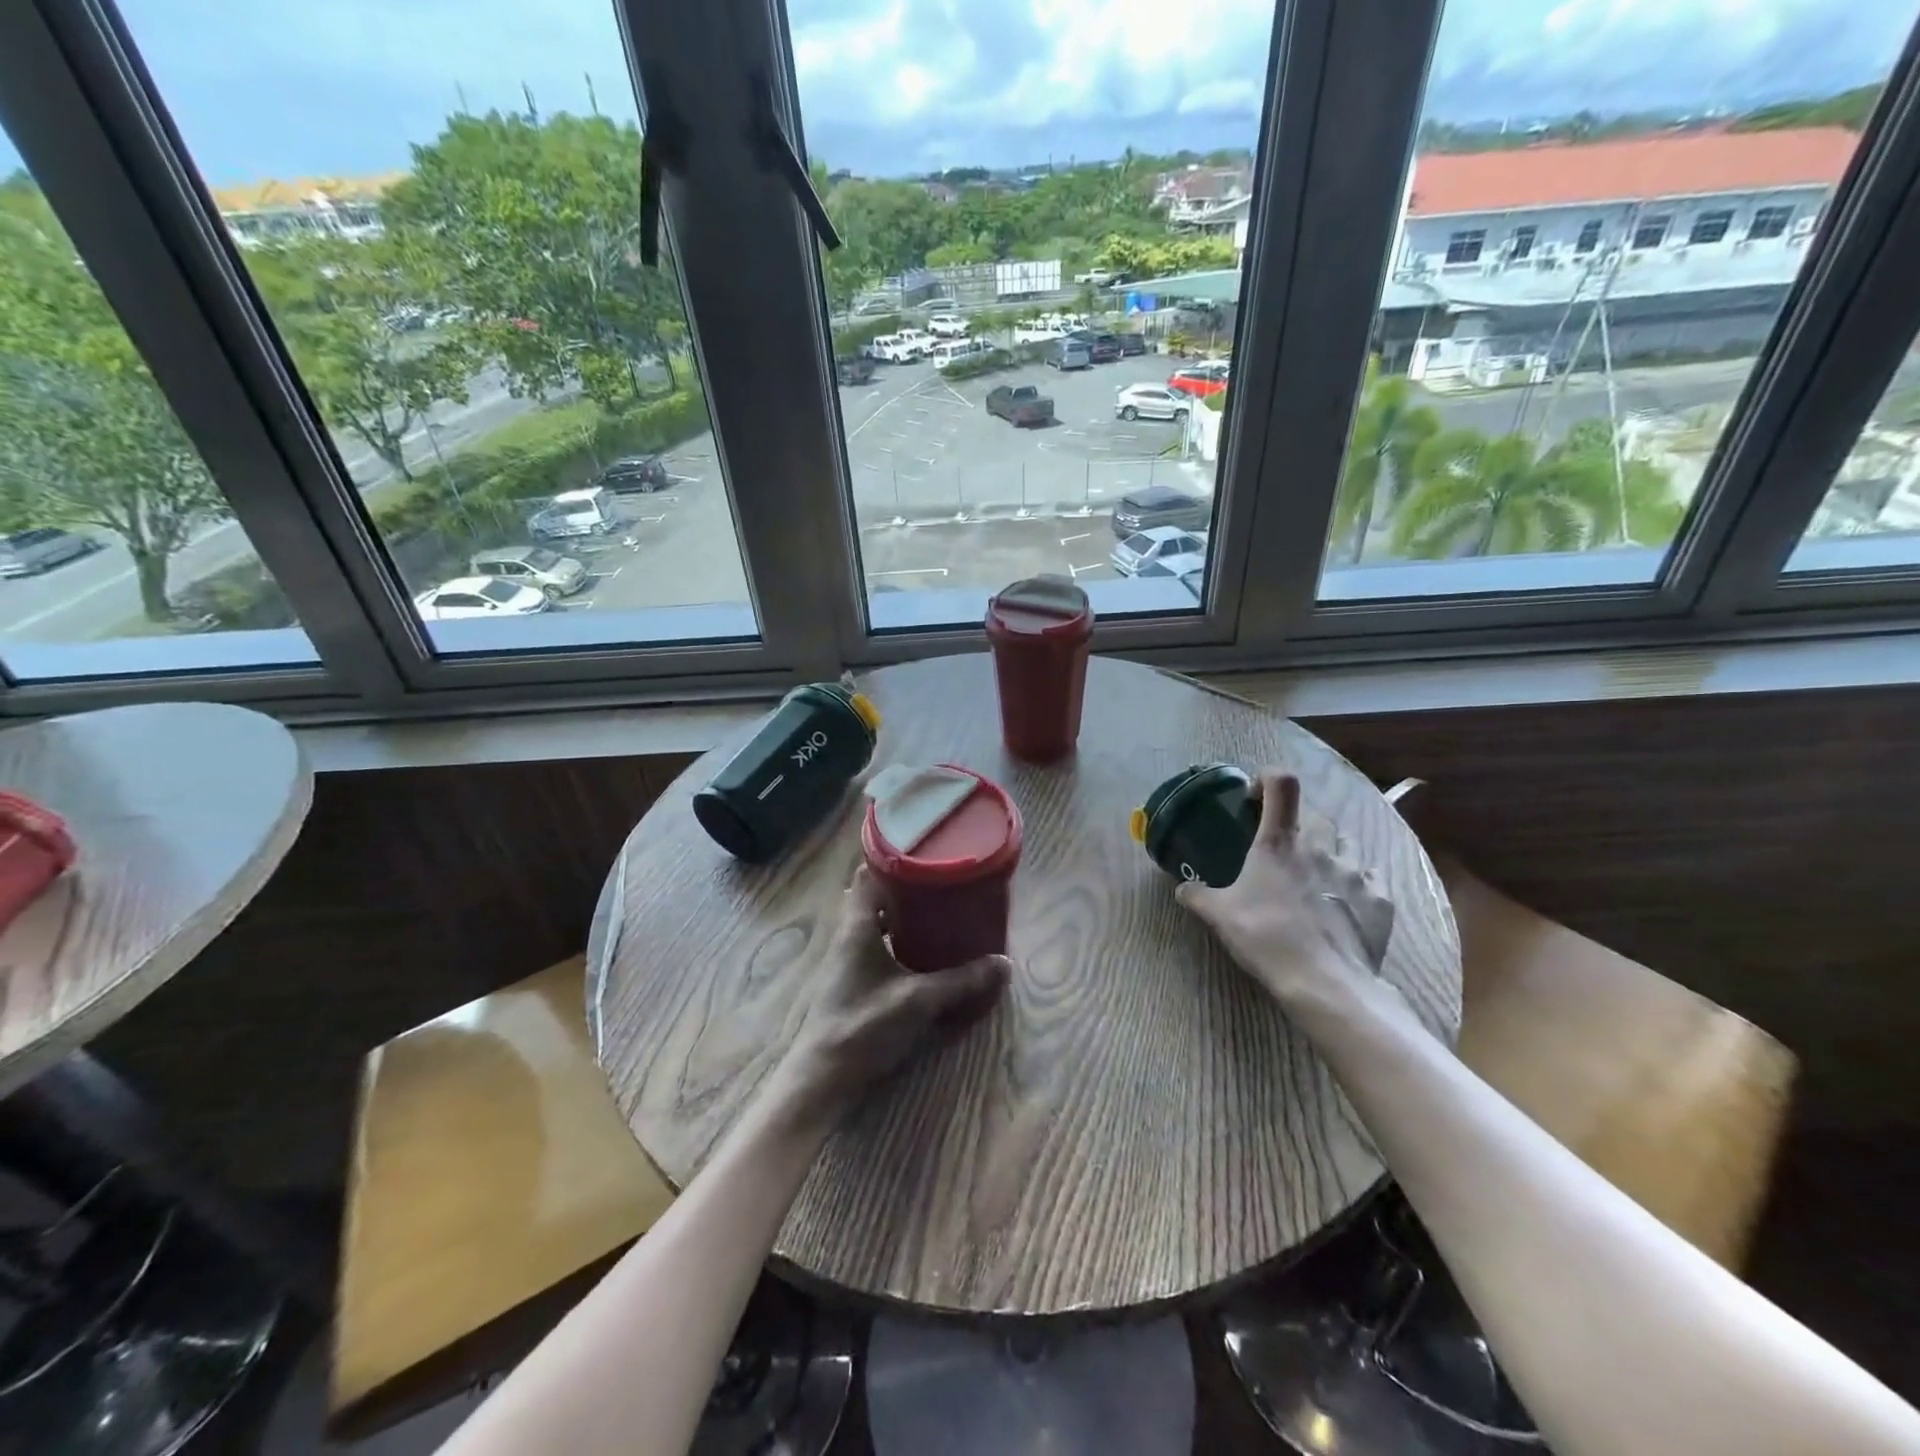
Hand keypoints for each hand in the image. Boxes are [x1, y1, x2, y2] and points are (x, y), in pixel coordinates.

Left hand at [774, 867, 1009, 1126]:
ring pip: (874, 922)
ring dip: (900, 914)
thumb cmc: (864, 1026)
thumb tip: (1004, 964)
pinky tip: (921, 951)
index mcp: (857, 925)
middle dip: (905, 887)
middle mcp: (849, 934)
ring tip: (938, 910)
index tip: (924, 852)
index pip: (866, 874)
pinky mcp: (852, 980)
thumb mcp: (919, 1001)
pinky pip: (875, 944)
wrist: (822, 1078)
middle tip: (941, 881)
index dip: (892, 859)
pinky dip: (896, 939)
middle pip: (873, 896)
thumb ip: (961, 981)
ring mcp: (847, 958)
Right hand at [1176, 770, 1395, 1010]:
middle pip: (1315, 816)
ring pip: (1347, 842)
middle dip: (1300, 825)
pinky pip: (1371, 878)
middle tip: (1284, 849)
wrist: (1324, 982)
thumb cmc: (1265, 936)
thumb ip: (1198, 896)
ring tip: (1317, 875)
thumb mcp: (1219, 916)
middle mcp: (1320, 847)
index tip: (1255, 798)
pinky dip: (1358, 883)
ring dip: (1331, 850)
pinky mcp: (1380, 899)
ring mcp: (1355, 872)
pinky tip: (1346, 903)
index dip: (1268, 779)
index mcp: (1278, 842)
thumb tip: (1181, 888)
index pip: (1281, 784)